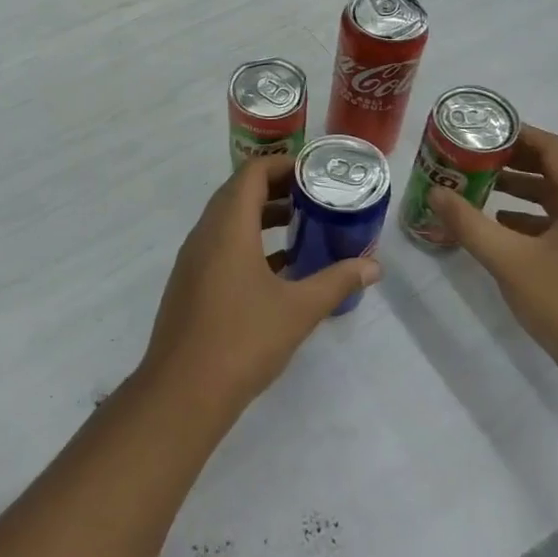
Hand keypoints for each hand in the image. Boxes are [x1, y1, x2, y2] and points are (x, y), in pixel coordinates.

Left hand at [140, 157, 379, 421]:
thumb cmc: (243, 340)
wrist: (183, 391)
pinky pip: (221, 246)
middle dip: (275, 189)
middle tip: (314, 196)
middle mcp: (205, 234)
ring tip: (302, 226)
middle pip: (238, 193)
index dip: (282, 165)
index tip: (314, 173)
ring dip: (262, 217)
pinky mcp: (191, 283)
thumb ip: (336, 281)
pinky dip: (249, 244)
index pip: (251, 173)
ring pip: (228, 221)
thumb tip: (374, 266)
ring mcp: (193, 260)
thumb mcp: (298, 309)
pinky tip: (279, 267)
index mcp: (227, 227)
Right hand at [429, 125, 557, 405]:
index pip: (551, 148)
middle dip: (509, 161)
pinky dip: (526, 218)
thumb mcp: (509, 261)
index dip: (515, 134)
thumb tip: (436, 191)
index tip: (477, 131)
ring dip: (516, 190)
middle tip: (468, 157)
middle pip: (552, 170)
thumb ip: (469, 224)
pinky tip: (498, 230)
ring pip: (553, 199)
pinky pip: (556, 224)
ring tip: (475, 188)